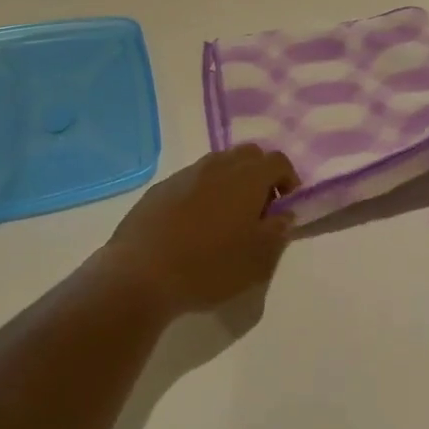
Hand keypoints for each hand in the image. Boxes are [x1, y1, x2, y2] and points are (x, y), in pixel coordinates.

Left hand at [103, 145, 299, 316]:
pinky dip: (203, 192)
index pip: (278, 161)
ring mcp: (186, 174)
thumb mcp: (258, 260)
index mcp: (247, 177)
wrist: (140, 274)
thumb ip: (278, 232)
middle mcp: (217, 165)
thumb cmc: (209, 267)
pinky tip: (194, 225)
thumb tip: (284, 214)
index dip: (288, 179)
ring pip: (218, 165)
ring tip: (226, 218)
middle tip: (259, 208)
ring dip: (230, 182)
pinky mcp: (160, 188)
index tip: (286, 206)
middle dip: (260, 174)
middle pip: (248, 154)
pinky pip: (192, 180)